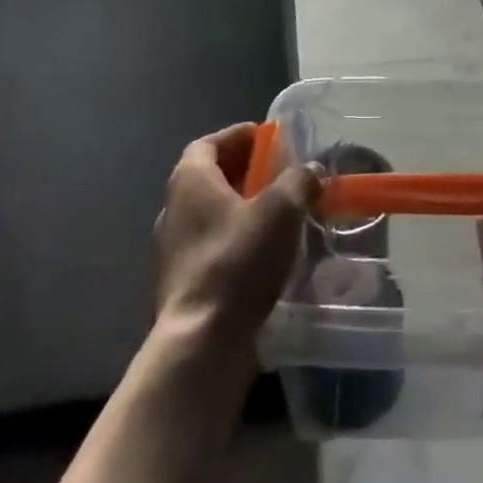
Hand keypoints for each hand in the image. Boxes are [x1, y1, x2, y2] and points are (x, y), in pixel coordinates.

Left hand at [155, 123, 321, 354]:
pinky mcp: (181, 288)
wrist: (201, 346)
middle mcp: (173, 210)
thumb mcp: (281, 210)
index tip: (266, 138)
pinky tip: (266, 257)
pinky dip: (236, 244)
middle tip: (280, 175)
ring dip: (242, 211)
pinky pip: (212, 251)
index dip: (237, 136)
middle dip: (245, 173)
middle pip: (210, 179)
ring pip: (211, 217)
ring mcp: (172, 252)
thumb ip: (299, 181)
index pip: (209, 143)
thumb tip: (310, 170)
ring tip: (280, 217)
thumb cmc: (237, 261)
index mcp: (190, 181)